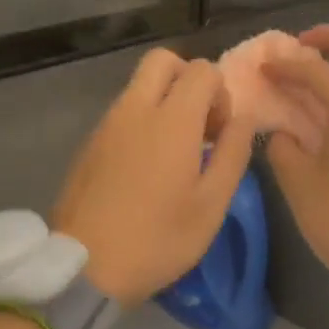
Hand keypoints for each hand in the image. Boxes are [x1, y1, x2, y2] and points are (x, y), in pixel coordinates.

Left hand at [52, 49, 256, 306]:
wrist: (85, 268)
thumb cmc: (159, 238)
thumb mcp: (212, 204)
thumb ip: (234, 152)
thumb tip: (243, 118)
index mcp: (172, 119)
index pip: (202, 70)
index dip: (220, 94)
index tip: (220, 134)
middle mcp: (135, 108)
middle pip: (163, 60)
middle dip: (188, 79)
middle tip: (199, 124)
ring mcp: (106, 124)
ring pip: (139, 86)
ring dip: (164, 101)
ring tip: (176, 152)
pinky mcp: (88, 144)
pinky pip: (122, 112)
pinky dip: (141, 121)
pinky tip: (146, 168)